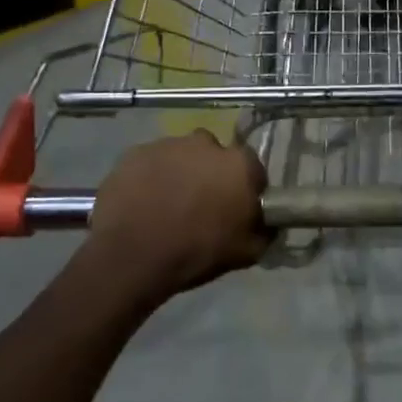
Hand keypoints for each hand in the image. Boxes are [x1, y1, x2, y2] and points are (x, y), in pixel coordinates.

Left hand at [84, 132, 269, 298]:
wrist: (131, 257)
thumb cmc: (197, 252)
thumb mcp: (246, 253)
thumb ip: (264, 231)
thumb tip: (269, 223)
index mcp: (239, 164)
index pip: (252, 169)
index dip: (244, 188)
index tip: (236, 208)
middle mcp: (206, 144)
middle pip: (214, 155)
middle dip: (210, 174)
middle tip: (201, 204)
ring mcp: (167, 145)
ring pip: (181, 156)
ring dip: (180, 173)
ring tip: (168, 204)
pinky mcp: (134, 153)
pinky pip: (150, 162)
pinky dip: (150, 177)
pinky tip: (143, 202)